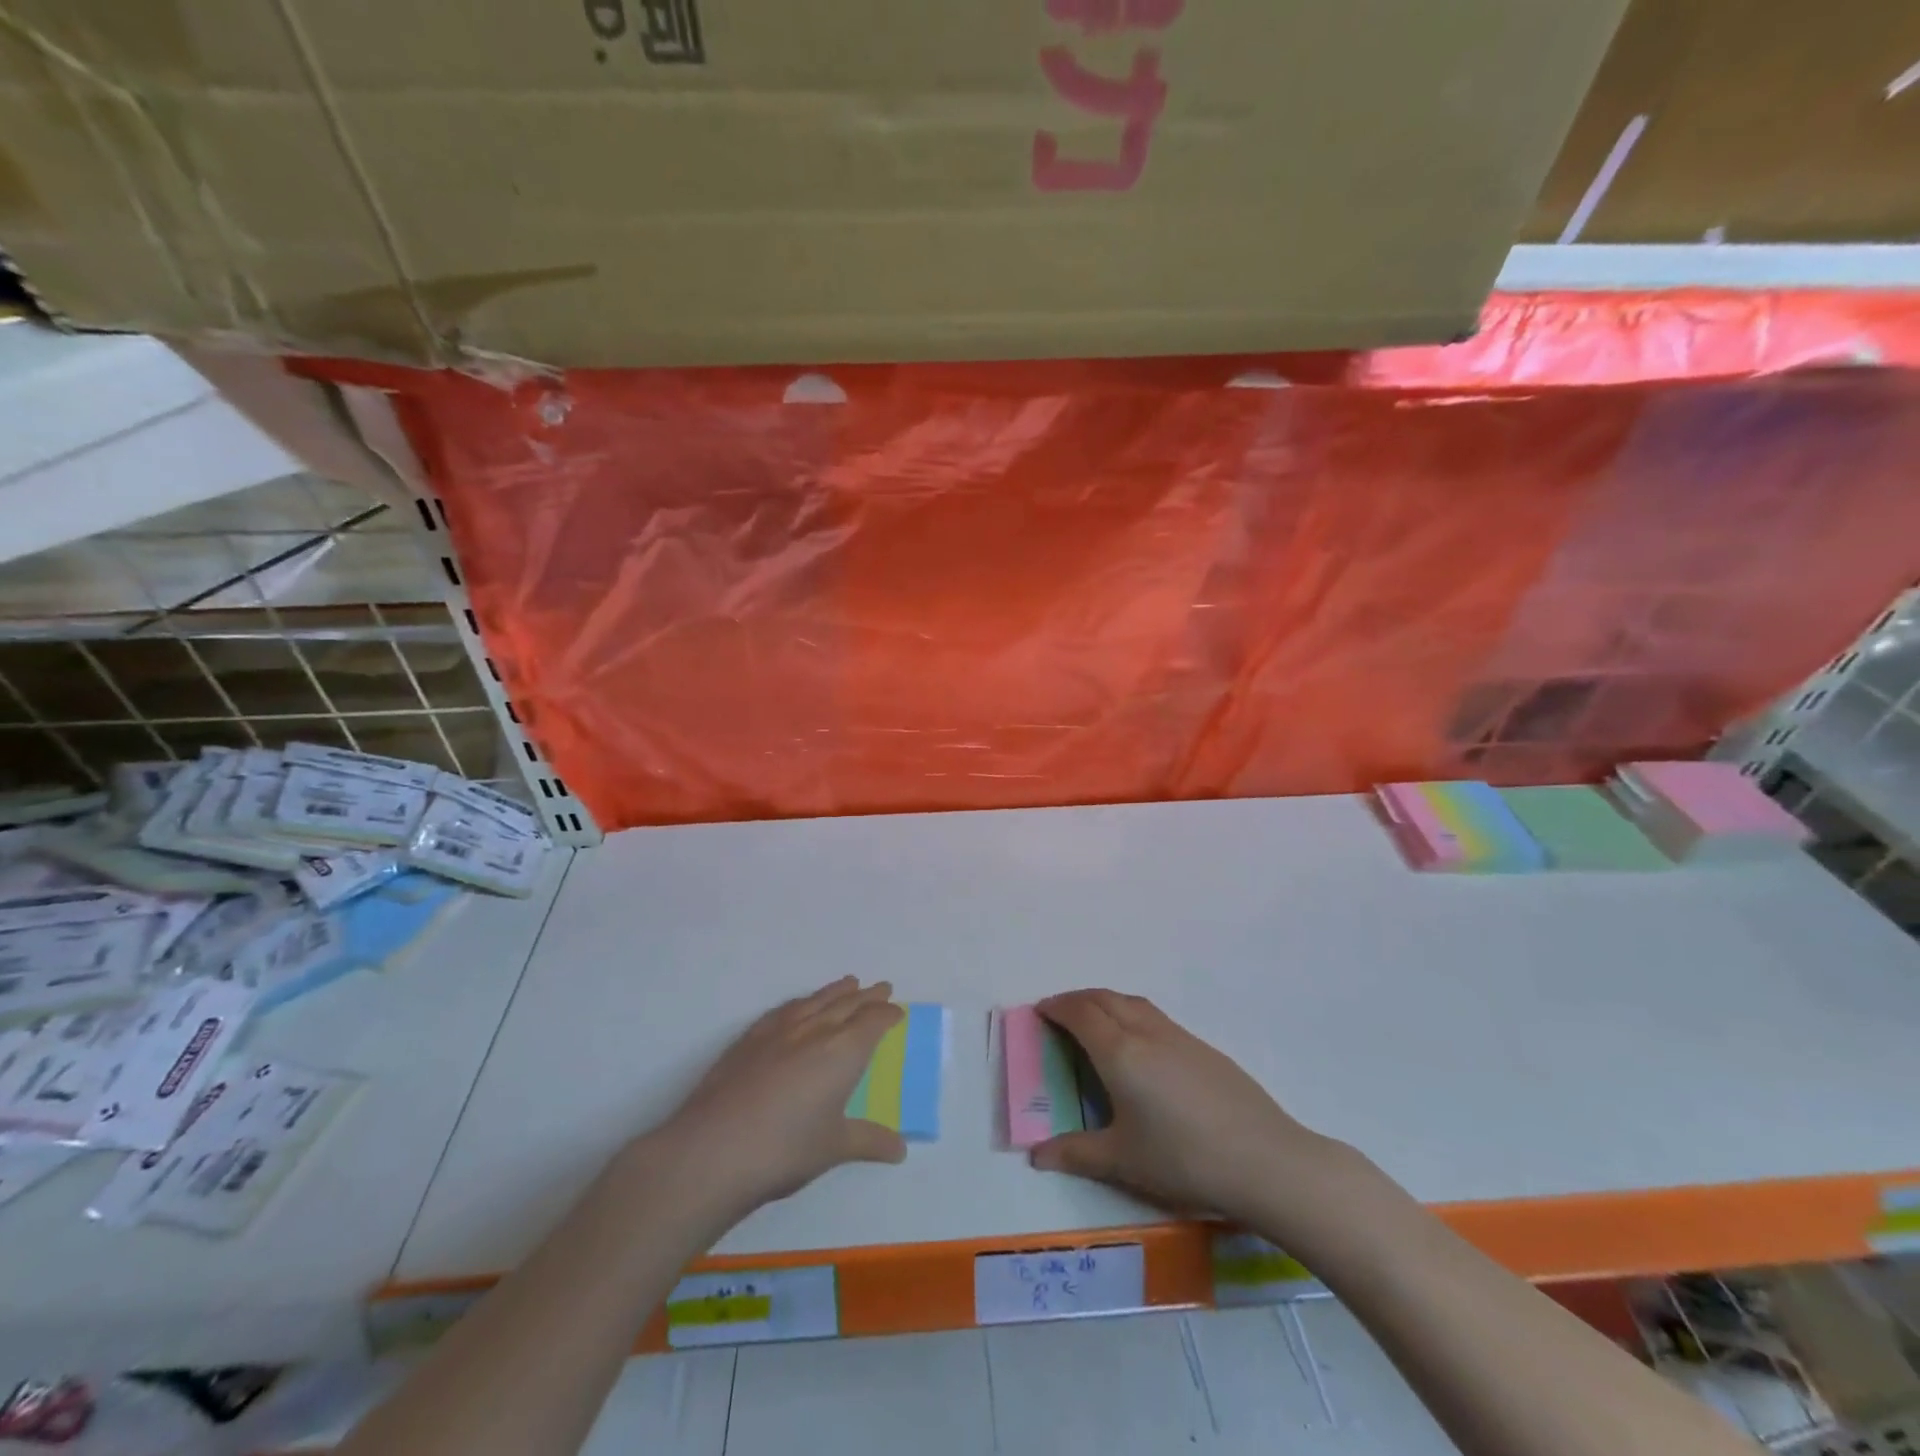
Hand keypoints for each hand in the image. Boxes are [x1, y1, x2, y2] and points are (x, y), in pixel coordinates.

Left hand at [639, 977, 906, 1222]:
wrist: (713, 1149)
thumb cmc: (784, 1149)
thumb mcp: (834, 1148)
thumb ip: (869, 1141)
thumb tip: (900, 1149)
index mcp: (843, 1051)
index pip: (873, 1022)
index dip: (887, 1015)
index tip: (897, 1012)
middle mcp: (815, 1030)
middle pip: (847, 1004)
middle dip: (867, 996)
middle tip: (881, 988)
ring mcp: (779, 1030)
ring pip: (816, 1001)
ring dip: (836, 991)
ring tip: (848, 983)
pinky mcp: (749, 1038)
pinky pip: (785, 1009)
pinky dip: (801, 1002)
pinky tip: (799, 1006)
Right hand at [1030, 989, 1332, 1224]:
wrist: (1264, 1159)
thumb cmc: (1183, 1159)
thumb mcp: (1122, 1161)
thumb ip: (1076, 1154)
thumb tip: (1037, 1156)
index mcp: (1119, 1052)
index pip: (1079, 1014)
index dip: (1056, 1008)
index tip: (1040, 1012)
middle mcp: (1145, 1032)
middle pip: (1104, 998)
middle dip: (1077, 1000)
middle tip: (1060, 1014)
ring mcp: (1179, 1036)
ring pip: (1132, 1002)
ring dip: (1106, 1002)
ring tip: (1095, 1023)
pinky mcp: (1203, 1048)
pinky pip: (1155, 1017)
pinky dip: (1132, 1015)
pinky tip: (1140, 1048)